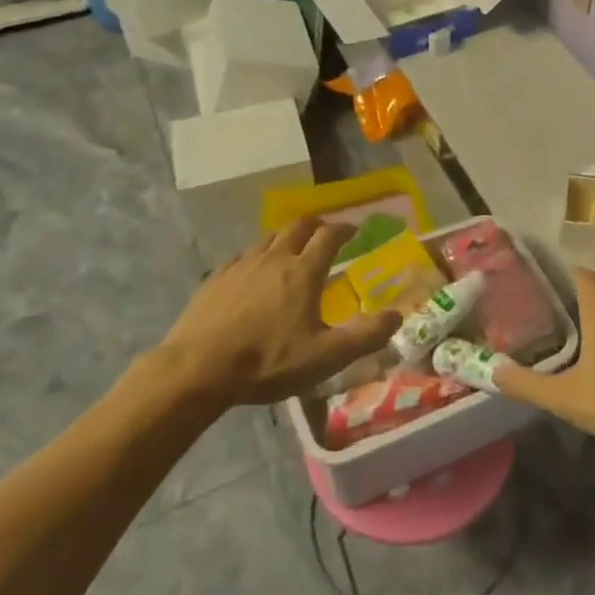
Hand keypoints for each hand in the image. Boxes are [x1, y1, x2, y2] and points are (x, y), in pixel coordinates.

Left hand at [160, 219, 400, 408]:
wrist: (197, 369)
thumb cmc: (267, 361)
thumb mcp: (325, 357)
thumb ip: (365, 336)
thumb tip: (397, 315)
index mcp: (303, 272)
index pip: (329, 236)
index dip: (345, 229)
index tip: (355, 230)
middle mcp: (274, 258)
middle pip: (298, 227)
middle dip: (316, 225)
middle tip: (325, 232)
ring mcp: (241, 265)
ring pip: (268, 237)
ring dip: (285, 237)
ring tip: (291, 248)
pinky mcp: (216, 279)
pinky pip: (242, 256)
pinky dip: (256, 257)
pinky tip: (252, 273)